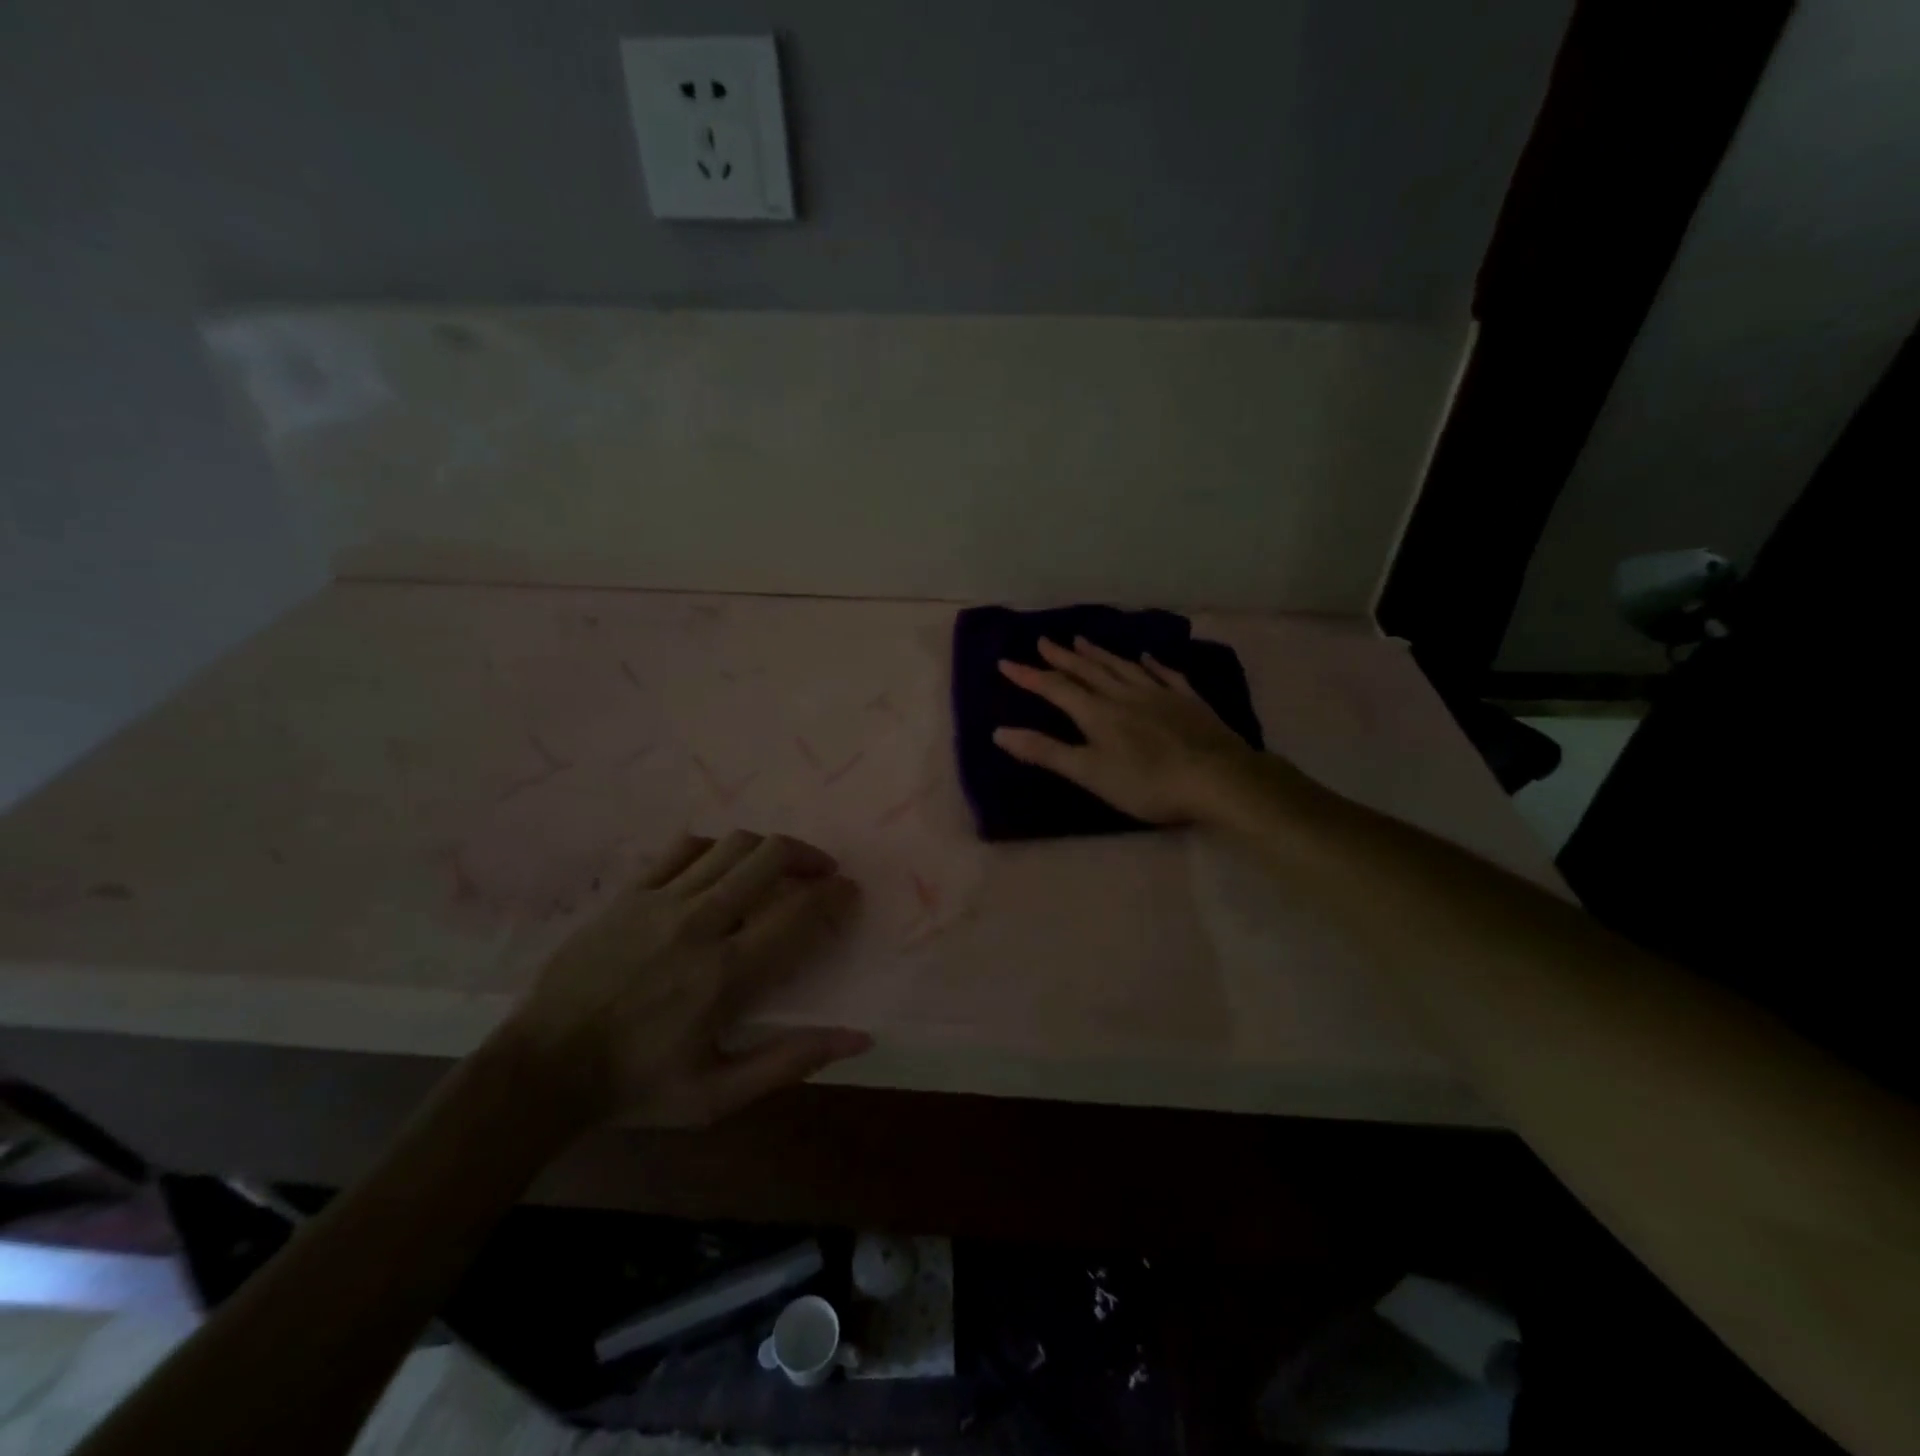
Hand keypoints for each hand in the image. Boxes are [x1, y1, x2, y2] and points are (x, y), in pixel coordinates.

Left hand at [498, 831, 868, 1130]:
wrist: (543, 1069)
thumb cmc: (637, 1085)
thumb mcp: (718, 1096)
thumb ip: (790, 1062)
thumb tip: (859, 1039)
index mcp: (726, 973)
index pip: (799, 913)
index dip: (834, 894)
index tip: (848, 891)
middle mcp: (700, 923)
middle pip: (769, 857)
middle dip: (807, 855)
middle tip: (821, 872)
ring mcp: (661, 901)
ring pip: (731, 845)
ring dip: (766, 848)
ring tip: (778, 865)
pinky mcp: (630, 893)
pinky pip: (683, 847)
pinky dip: (715, 847)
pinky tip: (722, 865)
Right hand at [994, 636, 1263, 823]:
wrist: (1217, 778)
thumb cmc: (1147, 783)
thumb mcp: (1090, 773)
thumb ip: (1046, 752)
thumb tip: (999, 732)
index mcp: (1097, 713)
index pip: (1055, 689)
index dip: (1029, 676)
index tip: (1005, 662)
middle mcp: (1124, 695)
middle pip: (1088, 671)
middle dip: (1062, 657)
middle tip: (1043, 640)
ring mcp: (1159, 694)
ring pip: (1122, 667)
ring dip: (1099, 653)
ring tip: (1082, 638)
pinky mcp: (1188, 701)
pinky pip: (1165, 674)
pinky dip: (1152, 664)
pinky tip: (1146, 656)